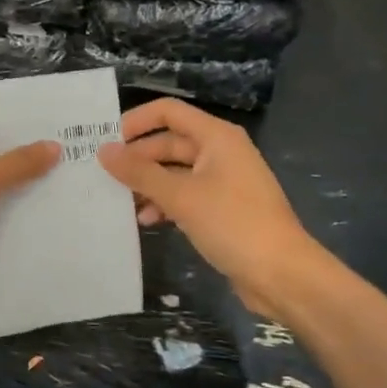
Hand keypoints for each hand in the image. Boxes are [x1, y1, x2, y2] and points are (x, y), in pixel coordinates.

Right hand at [97, 99, 328, 321]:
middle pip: (169, 143)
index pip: (168, 112)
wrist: (283, 275)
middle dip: (138, 159)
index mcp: (216, 137)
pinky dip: (166, 203)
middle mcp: (220, 152)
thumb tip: (103, 151)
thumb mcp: (181, 197)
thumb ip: (140, 173)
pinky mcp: (223, 208)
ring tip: (122, 202)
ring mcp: (223, 181)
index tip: (106, 142)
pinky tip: (148, 221)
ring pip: (175, 171)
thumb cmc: (233, 224)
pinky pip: (186, 195)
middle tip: (105, 176)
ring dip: (149, 184)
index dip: (136, 122)